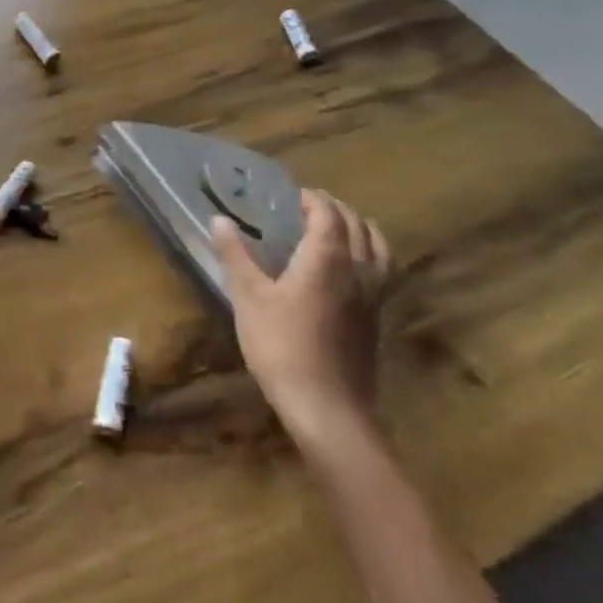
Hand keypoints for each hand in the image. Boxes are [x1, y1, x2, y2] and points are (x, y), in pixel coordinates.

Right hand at [212, 190, 393, 456]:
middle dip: (336, 209)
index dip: (312, 199)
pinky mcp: (377, 321)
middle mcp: (357, 270)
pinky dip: (371, 257)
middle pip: (358, 226)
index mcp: (326, 258)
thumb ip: (235, 255)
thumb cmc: (282, 347)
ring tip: (343, 229)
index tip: (293, 194)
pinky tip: (354, 272)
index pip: (327, 214)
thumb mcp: (248, 298)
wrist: (326, 409)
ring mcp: (374, 297)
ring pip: (379, 249)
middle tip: (311, 206)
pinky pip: (383, 273)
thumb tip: (219, 219)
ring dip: (362, 230)